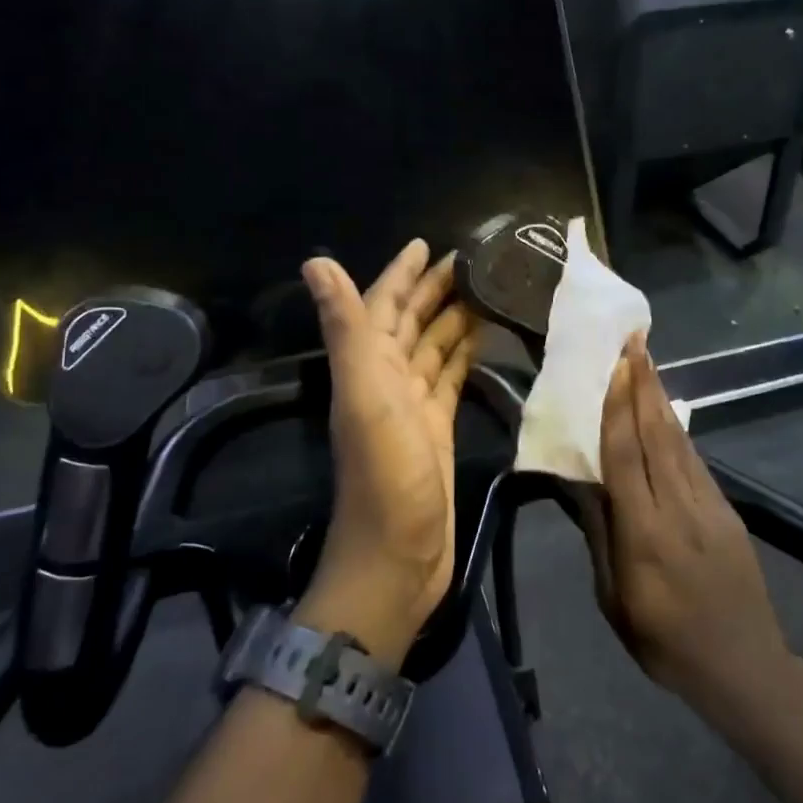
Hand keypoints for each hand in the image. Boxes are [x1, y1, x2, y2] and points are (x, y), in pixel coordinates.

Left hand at [296, 241, 477, 666]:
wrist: (398, 558)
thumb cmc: (385, 475)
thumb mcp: (364, 395)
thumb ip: (345, 328)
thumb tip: (315, 261)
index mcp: (367, 366)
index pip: (383, 306)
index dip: (401, 274)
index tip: (427, 244)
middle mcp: (385, 380)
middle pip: (411, 323)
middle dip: (434, 290)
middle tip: (473, 261)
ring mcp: (412, 407)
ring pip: (433, 348)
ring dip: (453, 319)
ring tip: (487, 291)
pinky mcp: (438, 429)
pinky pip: (450, 379)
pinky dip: (463, 357)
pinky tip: (483, 341)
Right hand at [582, 336, 794, 719]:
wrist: (746, 668)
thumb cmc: (666, 643)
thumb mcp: (615, 601)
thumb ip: (599, 536)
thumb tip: (582, 483)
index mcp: (645, 534)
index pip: (627, 456)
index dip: (619, 406)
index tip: (615, 365)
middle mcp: (679, 508)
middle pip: (658, 434)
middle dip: (644, 384)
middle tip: (634, 341)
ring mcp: (710, 506)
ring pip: (679, 440)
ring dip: (661, 397)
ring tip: (647, 362)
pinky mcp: (727, 510)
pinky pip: (695, 460)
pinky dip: (677, 428)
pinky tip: (666, 411)